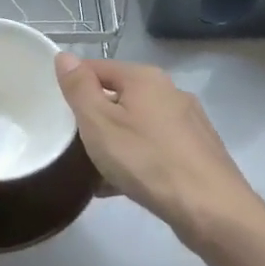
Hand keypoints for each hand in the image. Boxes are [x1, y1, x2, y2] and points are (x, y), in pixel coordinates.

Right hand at [55, 54, 264, 247]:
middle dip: (94, 117)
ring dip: (114, 142)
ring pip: (137, 125)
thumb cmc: (146, 160)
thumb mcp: (99, 123)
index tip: (54, 110)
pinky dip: (136, 160)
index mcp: (145, 78)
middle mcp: (170, 92)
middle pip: (119, 96)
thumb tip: (65, 56)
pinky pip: (155, 148)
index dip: (72, 85)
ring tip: (92, 170)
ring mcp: (188, 122)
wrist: (211, 209)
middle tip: (71, 143)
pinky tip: (121, 186)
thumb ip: (79, 88)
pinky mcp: (197, 152)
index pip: (97, 67)